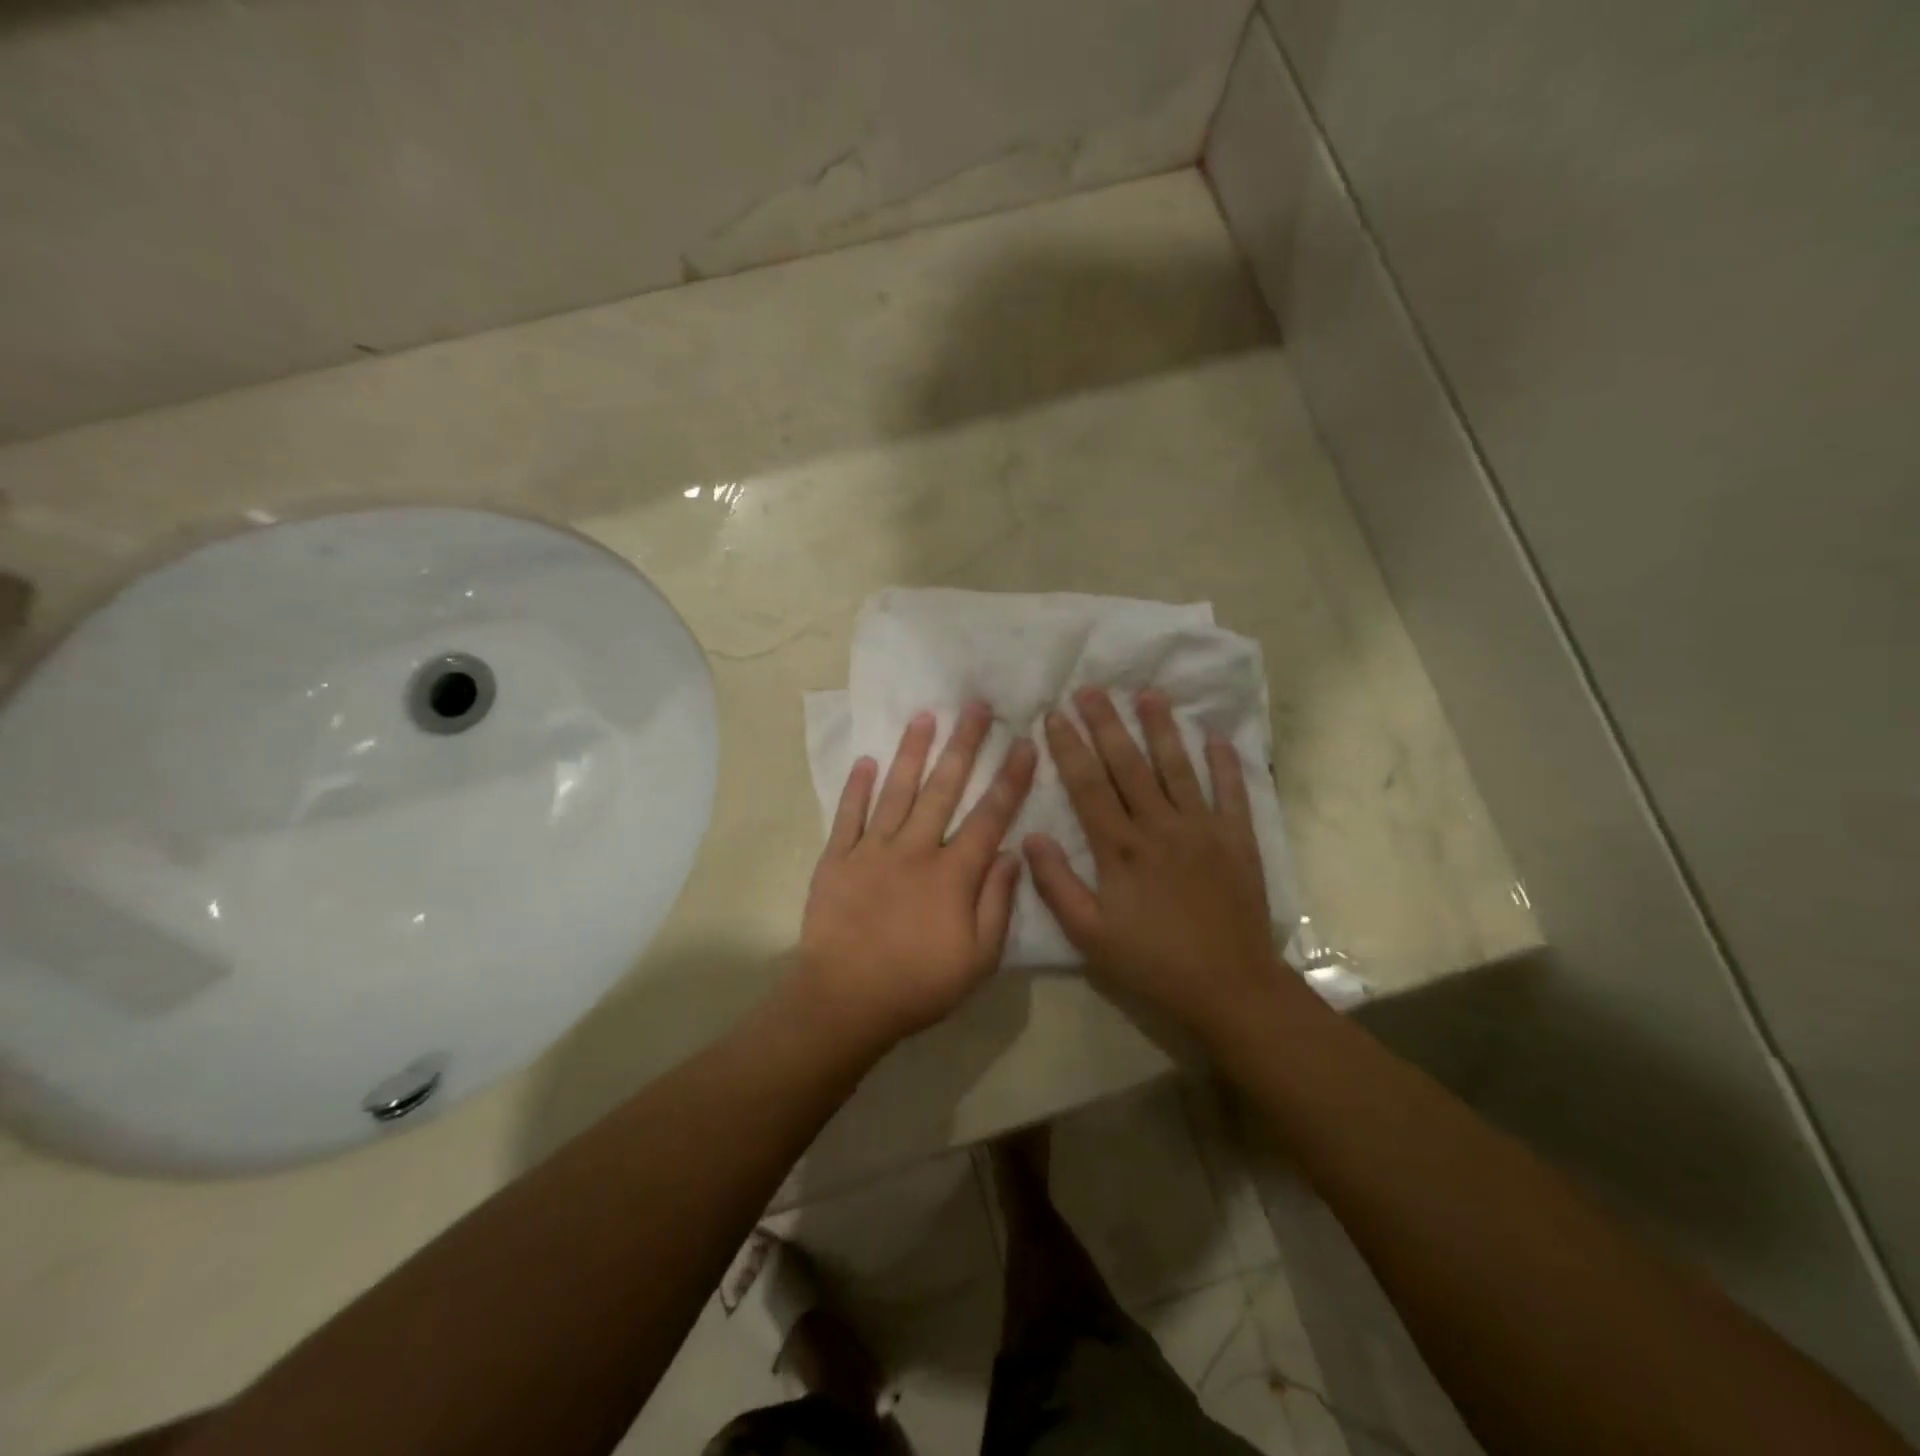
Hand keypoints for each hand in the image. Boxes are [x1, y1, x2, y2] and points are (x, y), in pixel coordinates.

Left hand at [797, 702, 1037, 1045]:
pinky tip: (865, 760)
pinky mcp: (836, 859)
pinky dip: (856, 788)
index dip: (1009, 778)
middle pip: (944, 788)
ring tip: (924, 716)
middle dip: (963, 745)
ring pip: (896, 791)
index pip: (989, 816)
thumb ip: (997, 903)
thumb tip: (1012, 854)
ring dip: (912, 752)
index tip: (1023, 743)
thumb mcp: (978, 959)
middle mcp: (915, 849)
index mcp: (952, 874)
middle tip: (975, 706)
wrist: (845, 1001)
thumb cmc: (918, 984)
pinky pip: (847, 816)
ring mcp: (872, 850)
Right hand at [1024, 687, 1294, 1042]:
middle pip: (1129, 765)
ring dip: (1162, 728)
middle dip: (1108, 723)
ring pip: (1178, 767)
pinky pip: (1231, 792)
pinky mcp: (1238, 839)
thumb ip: (1056, 884)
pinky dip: (1225, 763)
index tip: (1054, 715)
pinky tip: (1216, 736)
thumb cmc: (1152, 963)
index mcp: (1120, 848)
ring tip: (1149, 694)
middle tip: (1092, 688)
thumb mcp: (1089, 935)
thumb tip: (1031, 835)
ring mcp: (1203, 829)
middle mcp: (1160, 826)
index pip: (1088, 786)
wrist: (1228, 987)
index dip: (1069, 748)